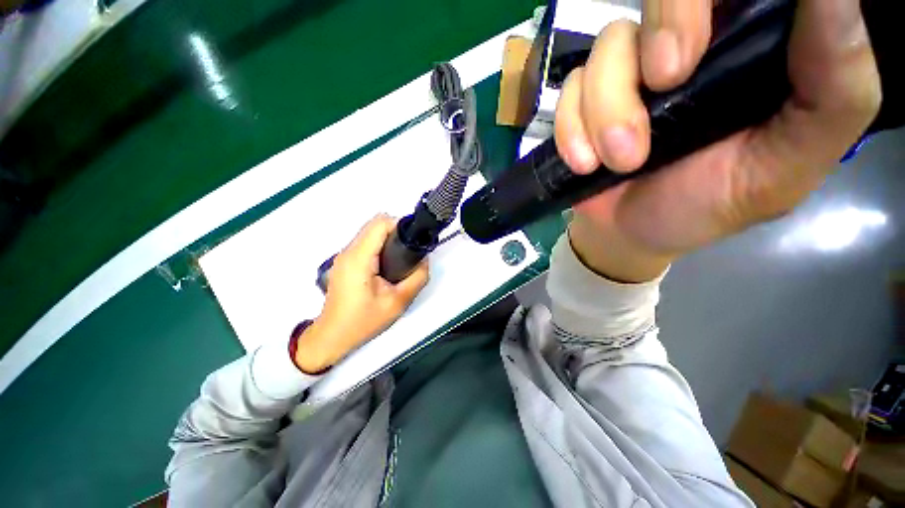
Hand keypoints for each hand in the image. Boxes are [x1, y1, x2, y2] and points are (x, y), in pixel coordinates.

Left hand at [294, 215, 428, 372]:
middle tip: (409, 253)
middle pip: (375, 225)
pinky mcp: (344, 262)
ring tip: (400, 260)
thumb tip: (424, 259)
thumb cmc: (363, 321)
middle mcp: (348, 251)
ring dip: (388, 240)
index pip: (380, 223)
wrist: (333, 336)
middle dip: (396, 233)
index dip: (400, 226)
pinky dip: (379, 246)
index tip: (412, 241)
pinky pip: (365, 243)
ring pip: (370, 233)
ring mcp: (343, 256)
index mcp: (359, 258)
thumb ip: (418, 277)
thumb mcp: (399, 302)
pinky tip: (387, 265)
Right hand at [555, 0, 880, 281]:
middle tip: (664, 83)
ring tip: (618, 162)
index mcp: (747, 49)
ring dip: (607, 109)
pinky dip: (572, 129)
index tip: (707, 40)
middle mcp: (687, 47)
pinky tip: (585, 163)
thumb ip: (833, 91)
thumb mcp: (787, 164)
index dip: (711, 0)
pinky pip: (569, 92)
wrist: (630, 232)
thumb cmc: (709, 205)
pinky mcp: (584, 103)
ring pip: (608, 46)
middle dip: (663, 27)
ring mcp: (627, 74)